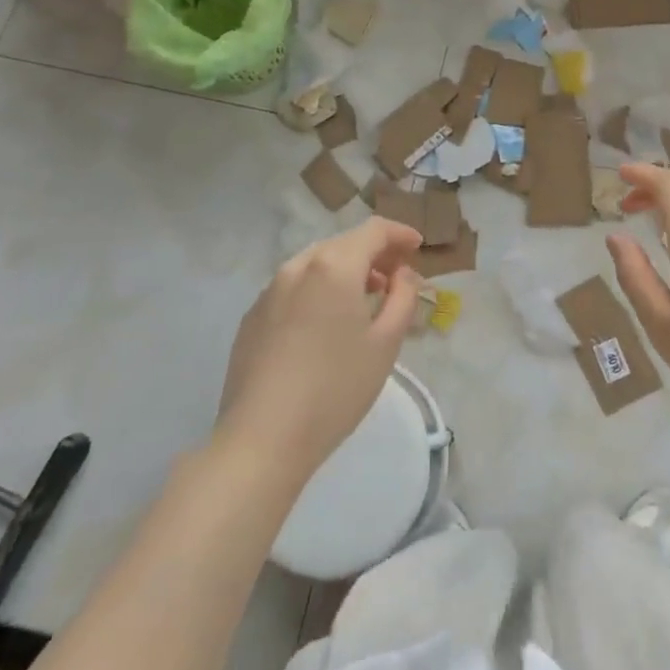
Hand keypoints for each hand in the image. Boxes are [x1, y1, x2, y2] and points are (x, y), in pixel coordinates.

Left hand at [217, 217, 422, 482]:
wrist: (262, 439)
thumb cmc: (336, 389)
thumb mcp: (386, 343)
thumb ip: (403, 297)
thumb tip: (402, 273)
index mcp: (334, 266)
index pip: (373, 230)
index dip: (400, 233)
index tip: (417, 247)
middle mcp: (298, 266)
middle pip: (343, 244)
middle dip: (373, 254)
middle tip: (396, 278)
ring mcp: (269, 290)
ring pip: (316, 265)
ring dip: (345, 271)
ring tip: (364, 300)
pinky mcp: (252, 317)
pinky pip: (293, 288)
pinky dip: (318, 291)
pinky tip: (325, 325)